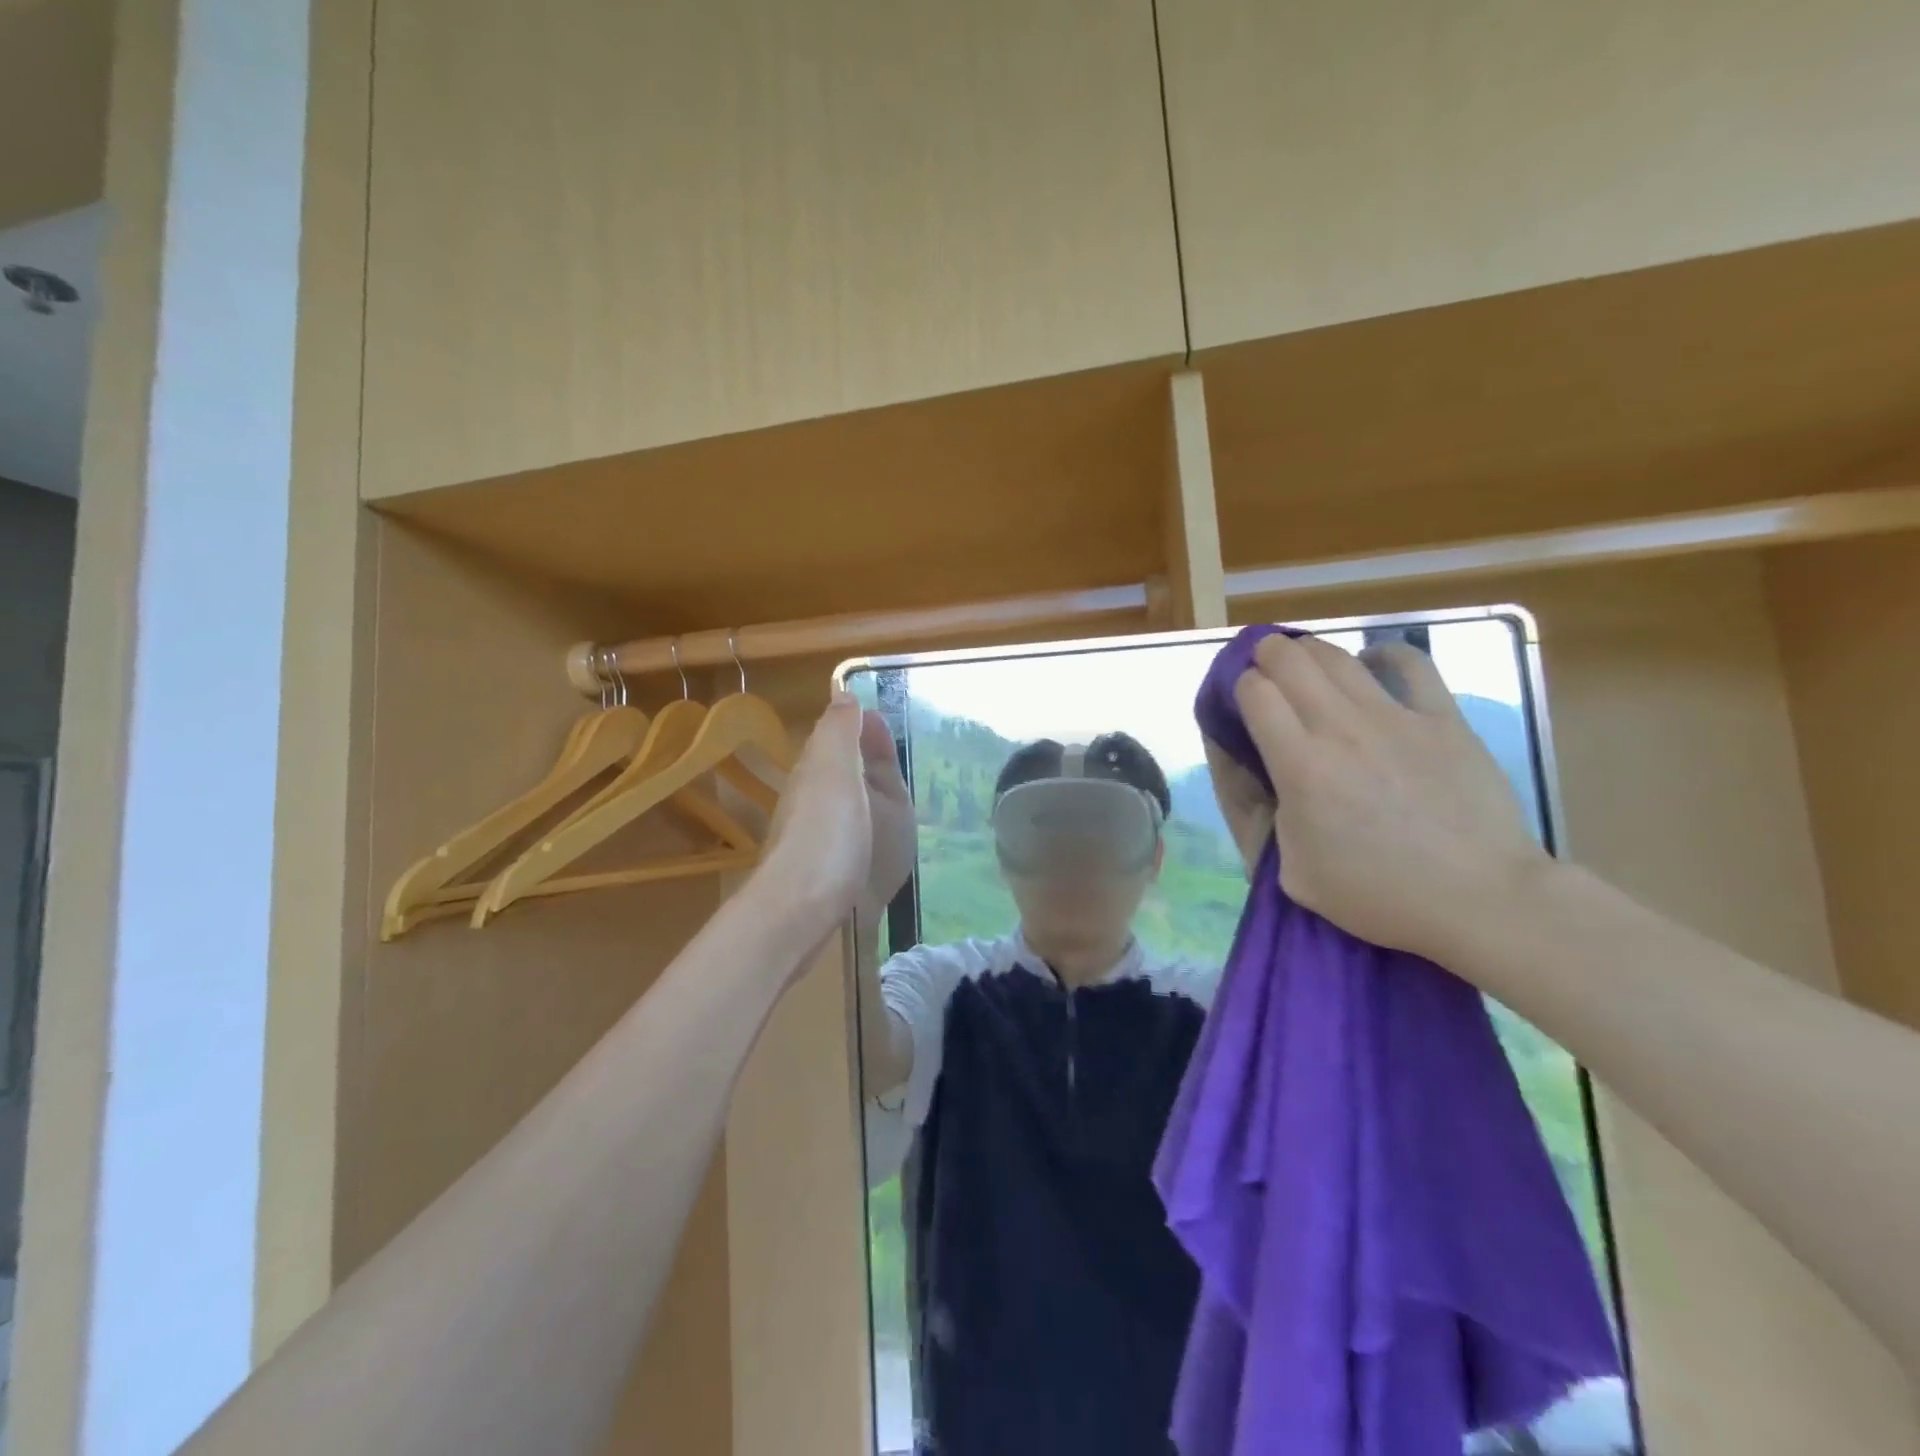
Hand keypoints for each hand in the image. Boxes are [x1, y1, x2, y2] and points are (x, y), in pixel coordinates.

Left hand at [760, 696, 911, 934]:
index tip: (887, 727)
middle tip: (897, 763)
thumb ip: (839, 732)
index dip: (861, 729)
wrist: (800, 912)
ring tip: (896, 799)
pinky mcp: (825, 872)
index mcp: (816, 772)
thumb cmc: (828, 835)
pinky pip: (848, 836)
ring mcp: (815, 838)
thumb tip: (841, 694)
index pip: (836, 738)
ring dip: (865, 796)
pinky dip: (865, 828)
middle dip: (864, 762)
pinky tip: (879, 840)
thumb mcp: (836, 770)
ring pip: (842, 805)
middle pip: (839, 772)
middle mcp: (810, 801)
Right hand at [1232, 634, 1549, 960]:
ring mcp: (1395, 718)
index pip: (1254, 693)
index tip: (1243, 700)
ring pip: (1339, 656)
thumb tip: (1270, 780)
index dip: (1240, 687)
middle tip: (1265, 666)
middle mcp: (1340, 728)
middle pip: (1291, 660)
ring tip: (1306, 660)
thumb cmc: (1379, 894)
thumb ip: (1272, 818)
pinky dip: (1384, 654)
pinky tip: (1373, 660)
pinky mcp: (1443, 719)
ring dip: (1311, 651)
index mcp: (1299, 765)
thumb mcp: (1296, 871)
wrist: (1479, 898)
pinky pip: (1411, 665)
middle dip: (1268, 654)